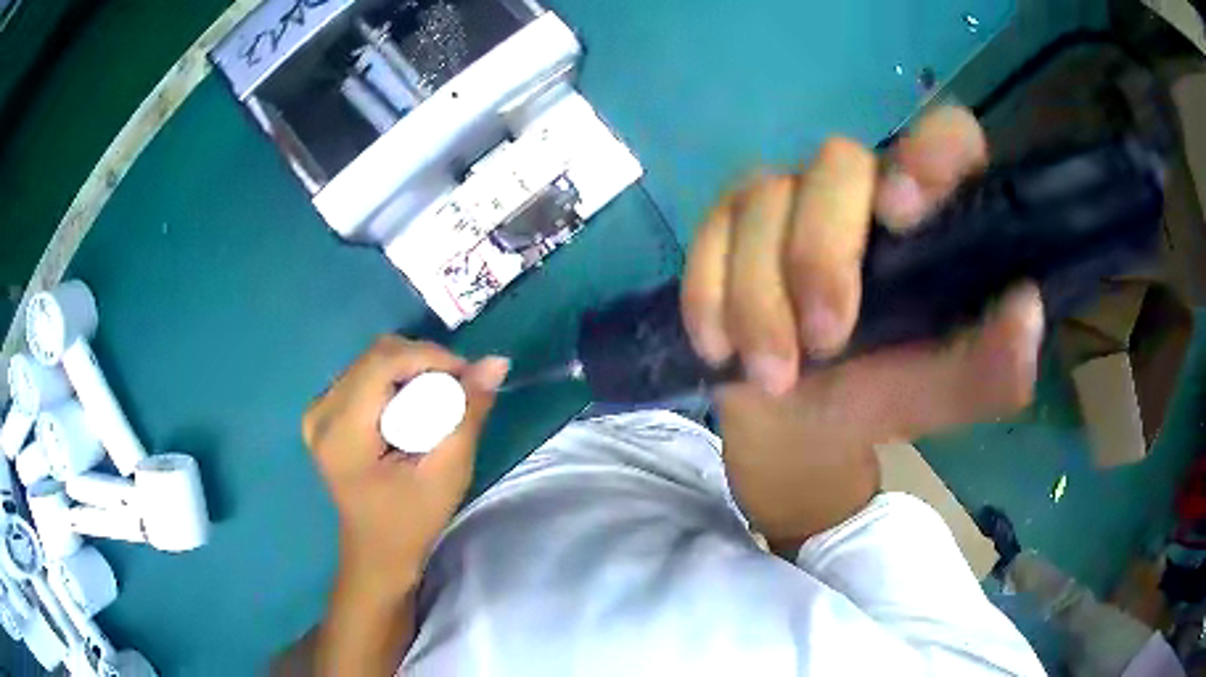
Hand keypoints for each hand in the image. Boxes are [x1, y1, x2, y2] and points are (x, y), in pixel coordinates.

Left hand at [303, 337, 509, 600]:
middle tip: (457, 390)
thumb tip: (496, 362)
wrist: (377, 552)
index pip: (383, 362)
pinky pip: (365, 374)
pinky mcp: (324, 413)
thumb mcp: (447, 472)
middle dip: (423, 363)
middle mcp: (321, 411)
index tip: (467, 376)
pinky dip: (396, 381)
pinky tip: (412, 408)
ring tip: (438, 400)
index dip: (429, 357)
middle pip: (377, 355)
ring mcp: (318, 410)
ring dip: (411, 371)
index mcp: (342, 431)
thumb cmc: (411, 521)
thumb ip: (468, 413)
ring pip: (372, 361)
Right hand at [681, 107, 1043, 549]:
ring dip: (761, 298)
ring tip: (774, 375)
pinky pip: (708, 235)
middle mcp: (862, 188)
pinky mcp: (729, 223)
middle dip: (822, 254)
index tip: (905, 212)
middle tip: (826, 341)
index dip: (932, 150)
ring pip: (763, 200)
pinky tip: (722, 348)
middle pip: (837, 162)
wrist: (799, 424)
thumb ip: (992, 368)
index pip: (947, 136)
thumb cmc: (882, 397)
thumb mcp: (944, 396)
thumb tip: (1027, 308)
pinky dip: (711, 297)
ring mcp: (789, 198)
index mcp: (930, 216)